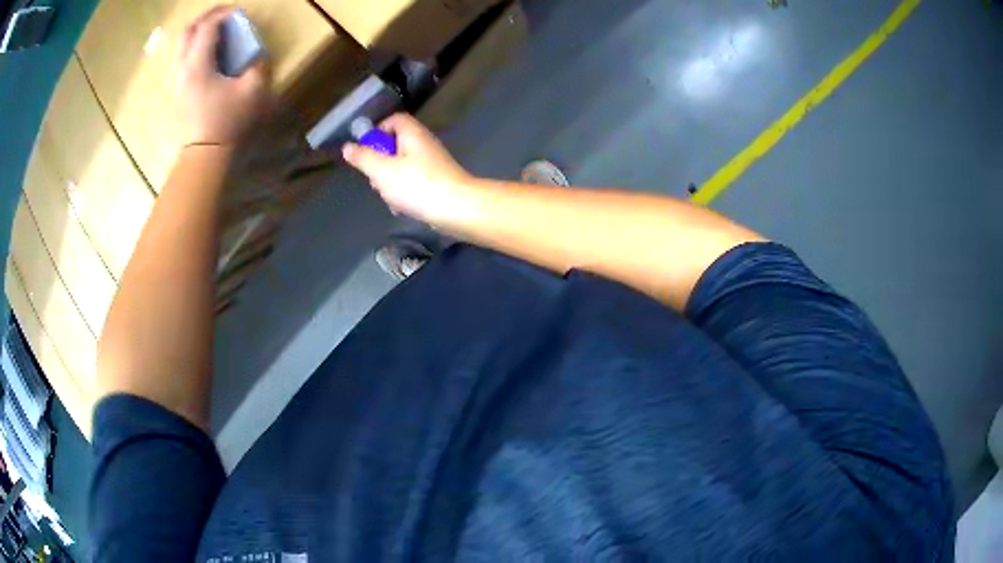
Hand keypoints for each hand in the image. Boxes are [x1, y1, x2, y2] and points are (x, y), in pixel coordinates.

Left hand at [176, 6, 271, 145]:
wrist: (206, 152)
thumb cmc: (229, 121)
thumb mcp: (253, 90)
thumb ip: (257, 63)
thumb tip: (255, 51)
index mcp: (198, 66)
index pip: (207, 27)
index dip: (224, 14)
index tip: (239, 12)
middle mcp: (182, 68)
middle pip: (188, 30)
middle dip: (207, 16)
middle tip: (225, 14)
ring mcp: (177, 78)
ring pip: (182, 43)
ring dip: (199, 29)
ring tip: (217, 28)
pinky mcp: (177, 87)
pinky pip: (182, 56)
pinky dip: (194, 44)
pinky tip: (207, 48)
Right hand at [342, 114, 476, 225]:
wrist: (458, 209)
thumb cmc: (418, 185)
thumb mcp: (383, 171)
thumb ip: (363, 158)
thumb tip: (348, 147)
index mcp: (412, 134)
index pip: (394, 120)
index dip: (377, 131)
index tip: (366, 149)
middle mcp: (424, 144)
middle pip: (395, 145)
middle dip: (380, 163)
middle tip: (377, 179)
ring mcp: (432, 163)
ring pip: (401, 167)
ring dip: (390, 182)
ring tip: (390, 197)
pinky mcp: (436, 181)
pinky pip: (413, 182)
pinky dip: (404, 193)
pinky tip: (402, 208)